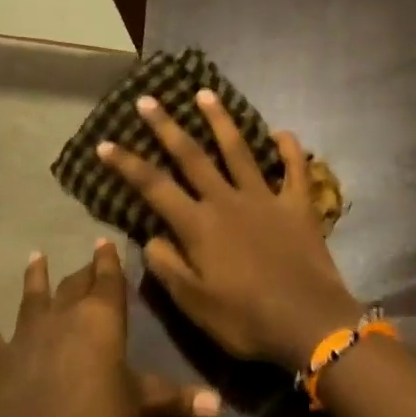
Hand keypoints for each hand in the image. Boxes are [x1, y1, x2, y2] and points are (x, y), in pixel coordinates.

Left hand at [0, 241, 221, 416]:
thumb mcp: (143, 406)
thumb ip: (178, 399)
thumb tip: (220, 405)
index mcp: (101, 319)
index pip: (109, 280)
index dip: (109, 261)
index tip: (105, 241)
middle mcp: (63, 315)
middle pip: (74, 285)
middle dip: (82, 272)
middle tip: (86, 261)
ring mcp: (26, 335)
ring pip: (33, 296)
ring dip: (35, 277)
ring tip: (34, 256)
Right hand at [98, 91, 363, 369]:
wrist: (310, 323)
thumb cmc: (246, 320)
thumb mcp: (194, 304)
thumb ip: (168, 267)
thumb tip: (150, 237)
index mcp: (199, 225)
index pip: (154, 186)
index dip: (127, 164)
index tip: (105, 143)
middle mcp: (228, 201)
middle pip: (192, 156)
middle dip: (166, 126)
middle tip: (148, 99)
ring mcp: (266, 199)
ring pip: (239, 150)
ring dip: (221, 121)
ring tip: (206, 94)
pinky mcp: (299, 206)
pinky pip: (295, 170)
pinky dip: (290, 149)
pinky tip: (281, 132)